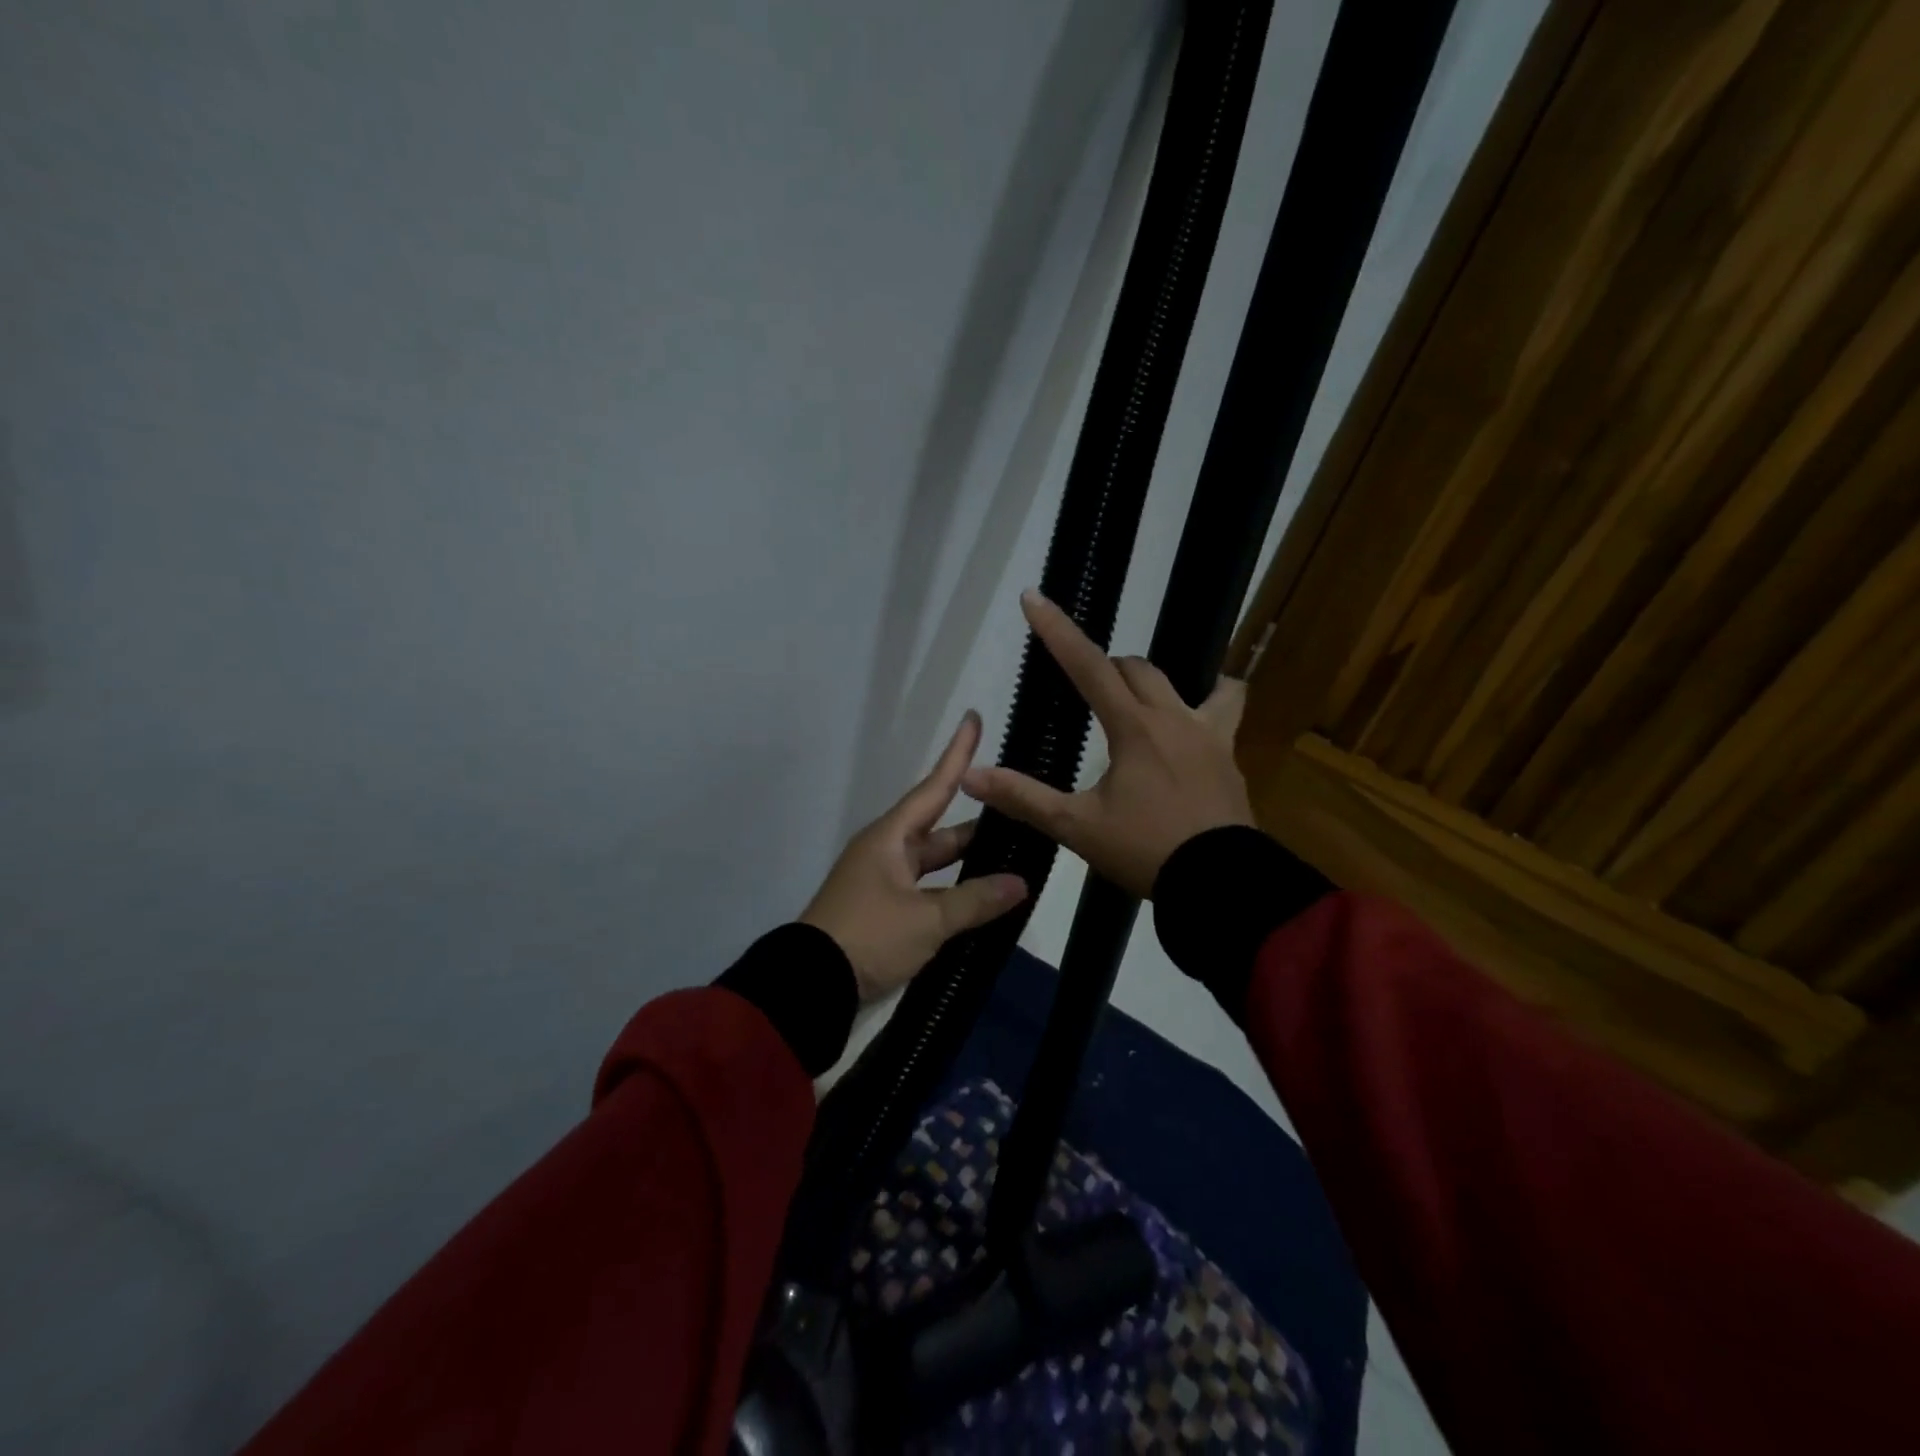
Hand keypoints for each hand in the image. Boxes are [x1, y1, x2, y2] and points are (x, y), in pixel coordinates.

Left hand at [802, 711, 1028, 1000]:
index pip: (934, 787)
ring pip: (934, 863)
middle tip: (1019, 815)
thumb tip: (1021, 883)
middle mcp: (886, 852)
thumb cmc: (869, 936)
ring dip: (967, 862)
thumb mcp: (927, 919)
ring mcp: (883, 883)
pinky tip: (980, 899)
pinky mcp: (883, 911)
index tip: (973, 719)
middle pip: (939, 829)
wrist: (809, 985)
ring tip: (1011, 858)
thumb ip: (976, 900)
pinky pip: (926, 889)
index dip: (957, 755)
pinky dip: (952, 890)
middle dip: (977, 824)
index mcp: (891, 838)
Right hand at [961, 589, 1254, 898]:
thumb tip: (970, 775)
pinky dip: (1212, 700)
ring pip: (1184, 681)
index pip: (1087, 666)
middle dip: (1105, 667)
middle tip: (1085, 690)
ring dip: (1152, 682)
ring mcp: (1208, 733)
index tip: (1033, 597)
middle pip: (1134, 668)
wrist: (1221, 884)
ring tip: (1139, 699)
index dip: (1057, 631)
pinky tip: (1199, 717)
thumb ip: (1024, 798)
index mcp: (1133, 728)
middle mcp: (1173, 717)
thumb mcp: (1077, 827)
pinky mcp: (1229, 755)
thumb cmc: (1145, 851)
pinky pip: (1226, 708)